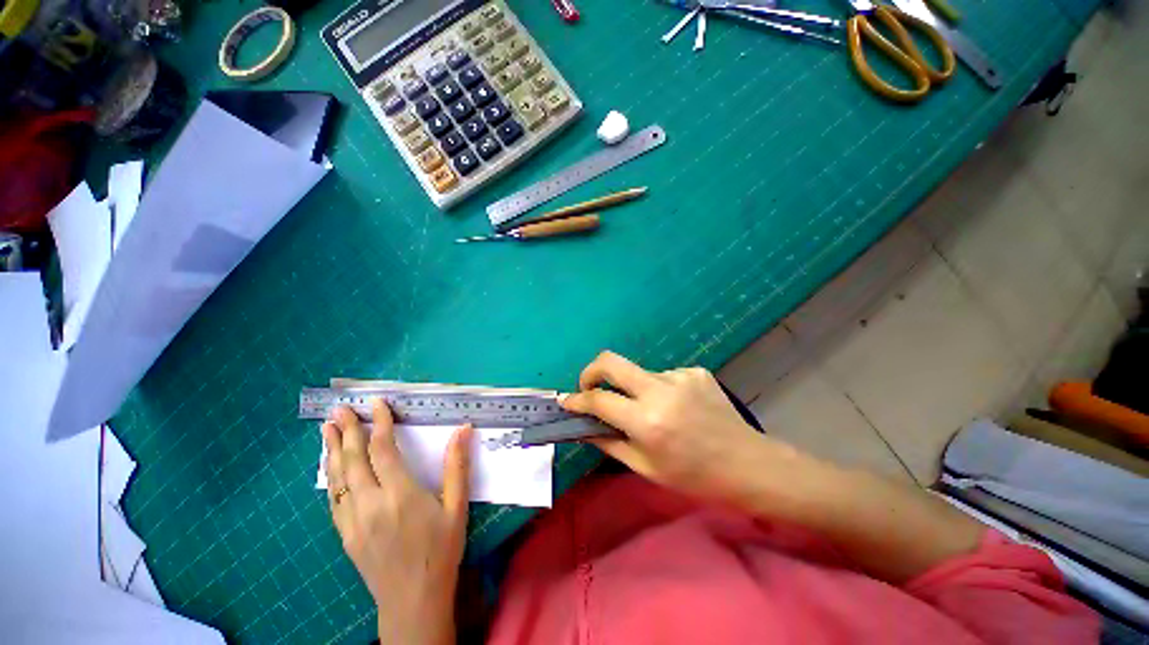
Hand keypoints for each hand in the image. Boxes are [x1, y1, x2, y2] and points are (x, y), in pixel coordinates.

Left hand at [322, 400, 471, 644]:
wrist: (413, 602)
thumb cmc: (441, 551)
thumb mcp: (457, 507)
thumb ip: (457, 466)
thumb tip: (464, 429)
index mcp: (400, 495)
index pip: (383, 450)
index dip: (380, 423)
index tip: (377, 404)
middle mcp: (370, 504)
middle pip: (353, 460)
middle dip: (348, 430)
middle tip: (341, 408)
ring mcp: (352, 521)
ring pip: (337, 478)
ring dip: (331, 450)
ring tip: (326, 428)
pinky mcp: (345, 535)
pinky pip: (334, 499)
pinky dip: (331, 477)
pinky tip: (330, 468)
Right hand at [561, 351, 796, 507]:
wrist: (748, 464)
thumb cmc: (694, 477)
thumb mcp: (646, 467)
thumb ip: (609, 442)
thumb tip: (583, 426)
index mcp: (647, 421)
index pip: (599, 400)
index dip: (577, 400)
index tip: (566, 401)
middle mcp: (661, 390)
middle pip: (611, 361)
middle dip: (591, 371)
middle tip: (589, 386)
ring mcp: (680, 375)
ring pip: (640, 373)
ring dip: (635, 389)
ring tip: (654, 412)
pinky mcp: (695, 371)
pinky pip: (664, 376)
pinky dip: (660, 390)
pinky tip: (679, 408)